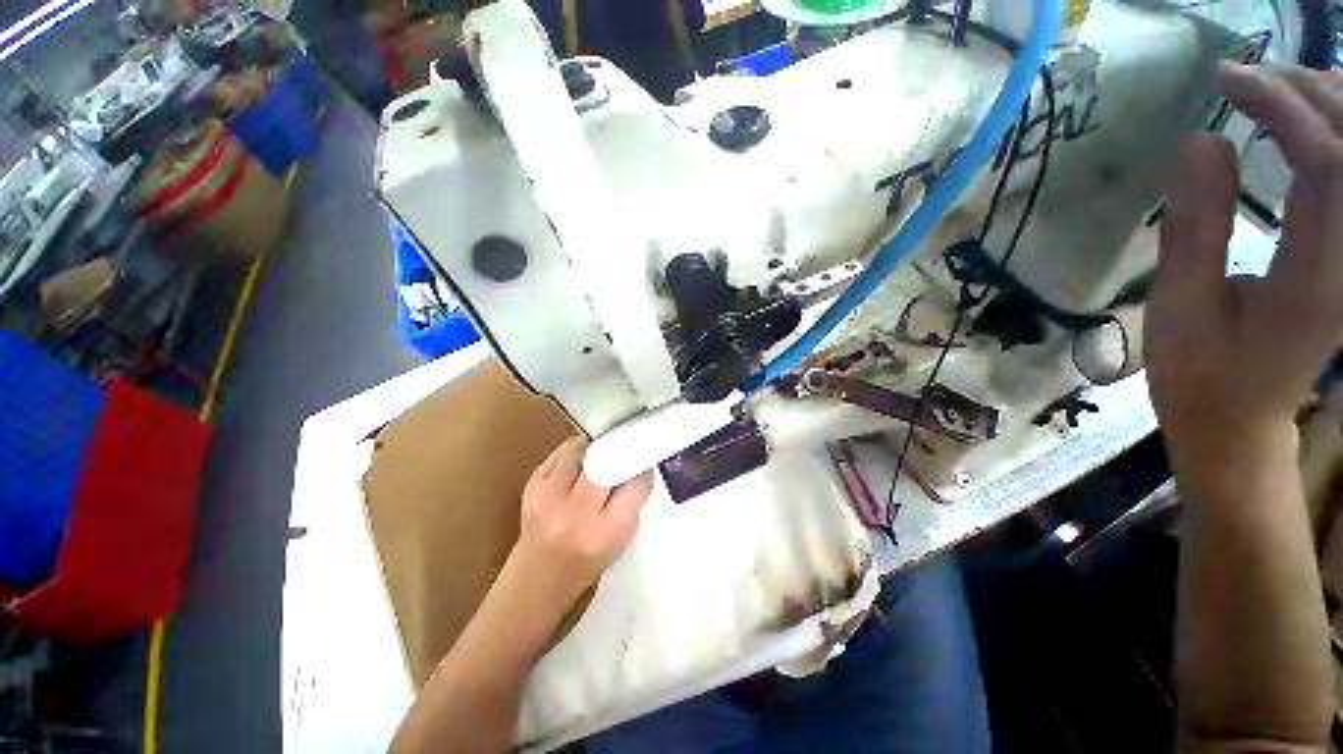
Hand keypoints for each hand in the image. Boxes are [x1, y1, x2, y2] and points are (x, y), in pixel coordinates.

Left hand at [513, 437, 654, 607]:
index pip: (636, 482)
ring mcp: (548, 497)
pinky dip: (574, 452)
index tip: (645, 461)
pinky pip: (560, 453)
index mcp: (607, 531)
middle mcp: (576, 513)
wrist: (536, 579)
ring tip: (600, 454)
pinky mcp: (531, 485)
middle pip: (606, 461)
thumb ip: (632, 500)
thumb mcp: (622, 538)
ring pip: (580, 450)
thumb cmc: (587, 562)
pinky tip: (579, 462)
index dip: (643, 468)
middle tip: (626, 448)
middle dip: (619, 451)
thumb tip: (639, 464)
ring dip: (594, 448)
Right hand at [1148, 63, 1342, 487]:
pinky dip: (1337, 137)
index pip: (1326, 164)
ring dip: (1330, 107)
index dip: (1282, 108)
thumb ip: (1195, 227)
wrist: (1238, 420)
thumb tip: (1201, 141)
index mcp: (1314, 281)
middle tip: (1248, 78)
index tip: (1227, 83)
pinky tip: (1306, 124)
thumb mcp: (1180, 308)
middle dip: (1309, 95)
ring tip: (1275, 90)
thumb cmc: (1198, 375)